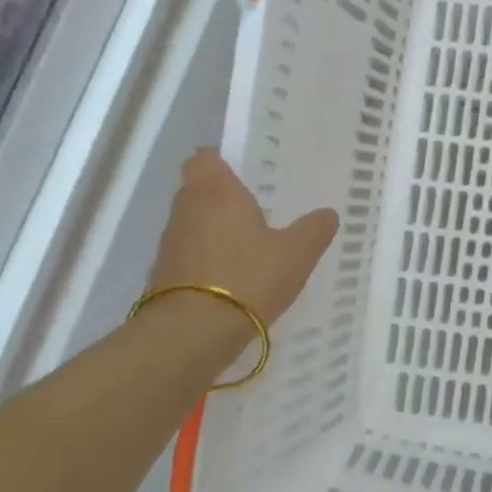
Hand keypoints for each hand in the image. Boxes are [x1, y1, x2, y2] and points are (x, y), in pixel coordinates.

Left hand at [142, 149, 338, 332]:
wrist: (192, 333)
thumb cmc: (247, 277)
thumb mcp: (297, 253)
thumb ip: (314, 229)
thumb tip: (327, 213)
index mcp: (216, 191)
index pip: (205, 157)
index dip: (221, 160)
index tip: (244, 171)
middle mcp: (186, 209)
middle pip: (199, 189)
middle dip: (223, 197)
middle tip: (257, 208)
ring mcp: (170, 243)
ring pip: (193, 222)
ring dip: (215, 229)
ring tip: (249, 245)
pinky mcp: (163, 275)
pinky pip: (190, 254)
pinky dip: (207, 259)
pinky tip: (234, 277)